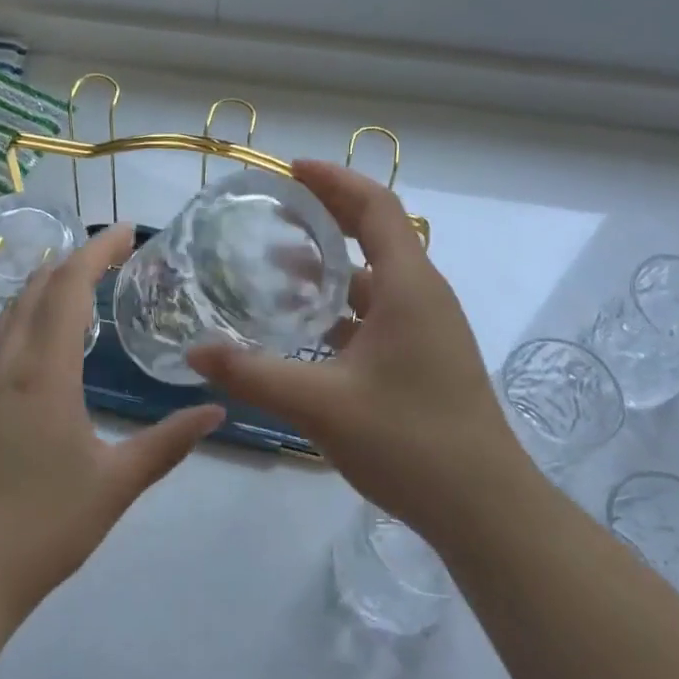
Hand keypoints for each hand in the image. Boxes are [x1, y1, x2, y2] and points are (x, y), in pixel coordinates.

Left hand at [0, 223, 224, 623]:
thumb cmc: (42, 525)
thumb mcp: (116, 484)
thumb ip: (168, 443)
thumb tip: (217, 411)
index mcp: (45, 372)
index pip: (68, 288)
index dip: (97, 252)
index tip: (128, 231)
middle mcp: (11, 364)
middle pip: (37, 287)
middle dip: (75, 258)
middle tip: (117, 253)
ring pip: (15, 308)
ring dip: (48, 281)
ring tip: (86, 279)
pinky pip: (6, 333)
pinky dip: (32, 310)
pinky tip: (52, 332)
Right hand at [189, 161, 524, 547]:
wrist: (484, 508)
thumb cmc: (410, 441)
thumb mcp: (321, 404)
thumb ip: (253, 374)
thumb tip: (194, 351)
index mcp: (408, 286)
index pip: (375, 206)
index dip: (333, 180)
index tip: (289, 170)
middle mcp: (422, 295)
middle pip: (375, 234)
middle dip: (326, 215)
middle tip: (274, 211)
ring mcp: (426, 328)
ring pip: (373, 278)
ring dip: (329, 266)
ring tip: (275, 267)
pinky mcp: (423, 357)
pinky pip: (377, 312)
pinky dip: (340, 307)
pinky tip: (303, 329)